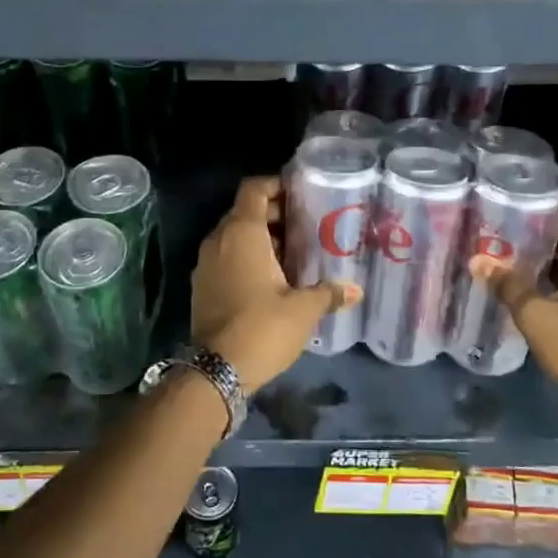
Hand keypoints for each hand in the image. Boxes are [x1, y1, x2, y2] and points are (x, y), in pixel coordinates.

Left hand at [191, 176, 359, 393]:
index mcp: (241, 233)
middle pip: (245, 212)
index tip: (300, 193)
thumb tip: (355, 290)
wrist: (215, 372)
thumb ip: (328, 293)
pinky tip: (274, 279)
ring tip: (295, 253)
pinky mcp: (202, 287)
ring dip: (261, 239)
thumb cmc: (262, 327)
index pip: (254, 189)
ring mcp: (206, 265)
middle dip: (275, 215)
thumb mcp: (303, 310)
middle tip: (307, 226)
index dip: (276, 185)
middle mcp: (218, 241)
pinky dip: (247, 259)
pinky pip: (227, 258)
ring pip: (234, 237)